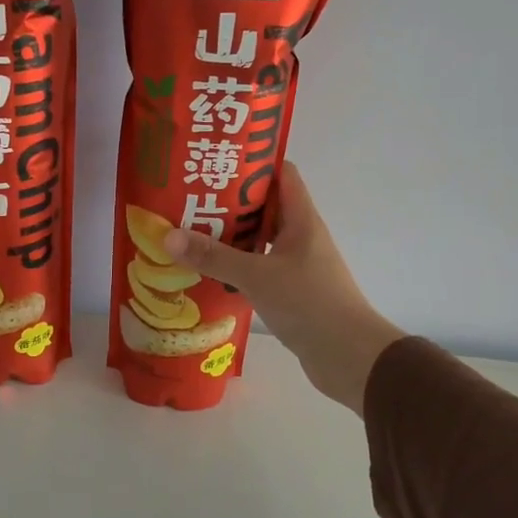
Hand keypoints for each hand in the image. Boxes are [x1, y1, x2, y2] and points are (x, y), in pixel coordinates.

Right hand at [164, 162, 403, 414]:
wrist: (349, 357)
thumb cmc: (309, 304)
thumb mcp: (256, 276)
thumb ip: (214, 256)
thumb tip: (168, 236)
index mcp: (301, 220)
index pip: (281, 174)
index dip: (252, 162)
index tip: (217, 161)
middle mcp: (301, 237)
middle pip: (265, 207)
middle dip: (229, 202)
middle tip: (190, 199)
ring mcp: (298, 265)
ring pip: (260, 241)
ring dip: (231, 238)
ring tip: (190, 235)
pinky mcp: (291, 292)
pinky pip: (259, 269)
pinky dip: (237, 268)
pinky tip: (209, 274)